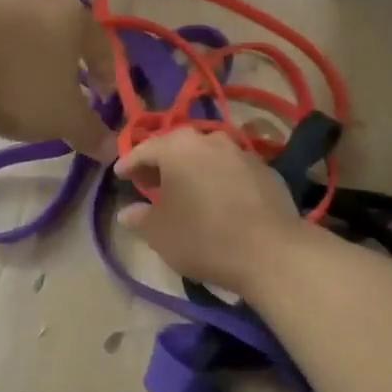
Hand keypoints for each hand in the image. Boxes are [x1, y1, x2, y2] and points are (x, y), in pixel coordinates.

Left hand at [0, 0, 116, 158]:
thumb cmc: (13, 78)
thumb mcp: (59, 117)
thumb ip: (88, 132)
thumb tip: (112, 147)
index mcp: (75, 18)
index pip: (104, 47)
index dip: (107, 75)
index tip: (103, 99)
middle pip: (64, 35)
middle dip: (67, 66)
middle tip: (63, 95)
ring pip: (27, 32)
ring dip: (29, 60)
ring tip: (20, 89)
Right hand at [116, 127, 305, 296]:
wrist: (271, 251)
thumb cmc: (204, 237)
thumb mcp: (160, 234)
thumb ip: (140, 219)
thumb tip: (127, 212)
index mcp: (178, 147)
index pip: (144, 149)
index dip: (129, 163)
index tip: (120, 175)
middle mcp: (210, 139)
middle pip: (177, 147)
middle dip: (162, 163)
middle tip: (151, 181)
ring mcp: (242, 152)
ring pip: (207, 156)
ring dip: (193, 169)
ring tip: (186, 190)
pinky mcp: (266, 170)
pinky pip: (232, 170)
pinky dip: (220, 179)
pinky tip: (219, 200)